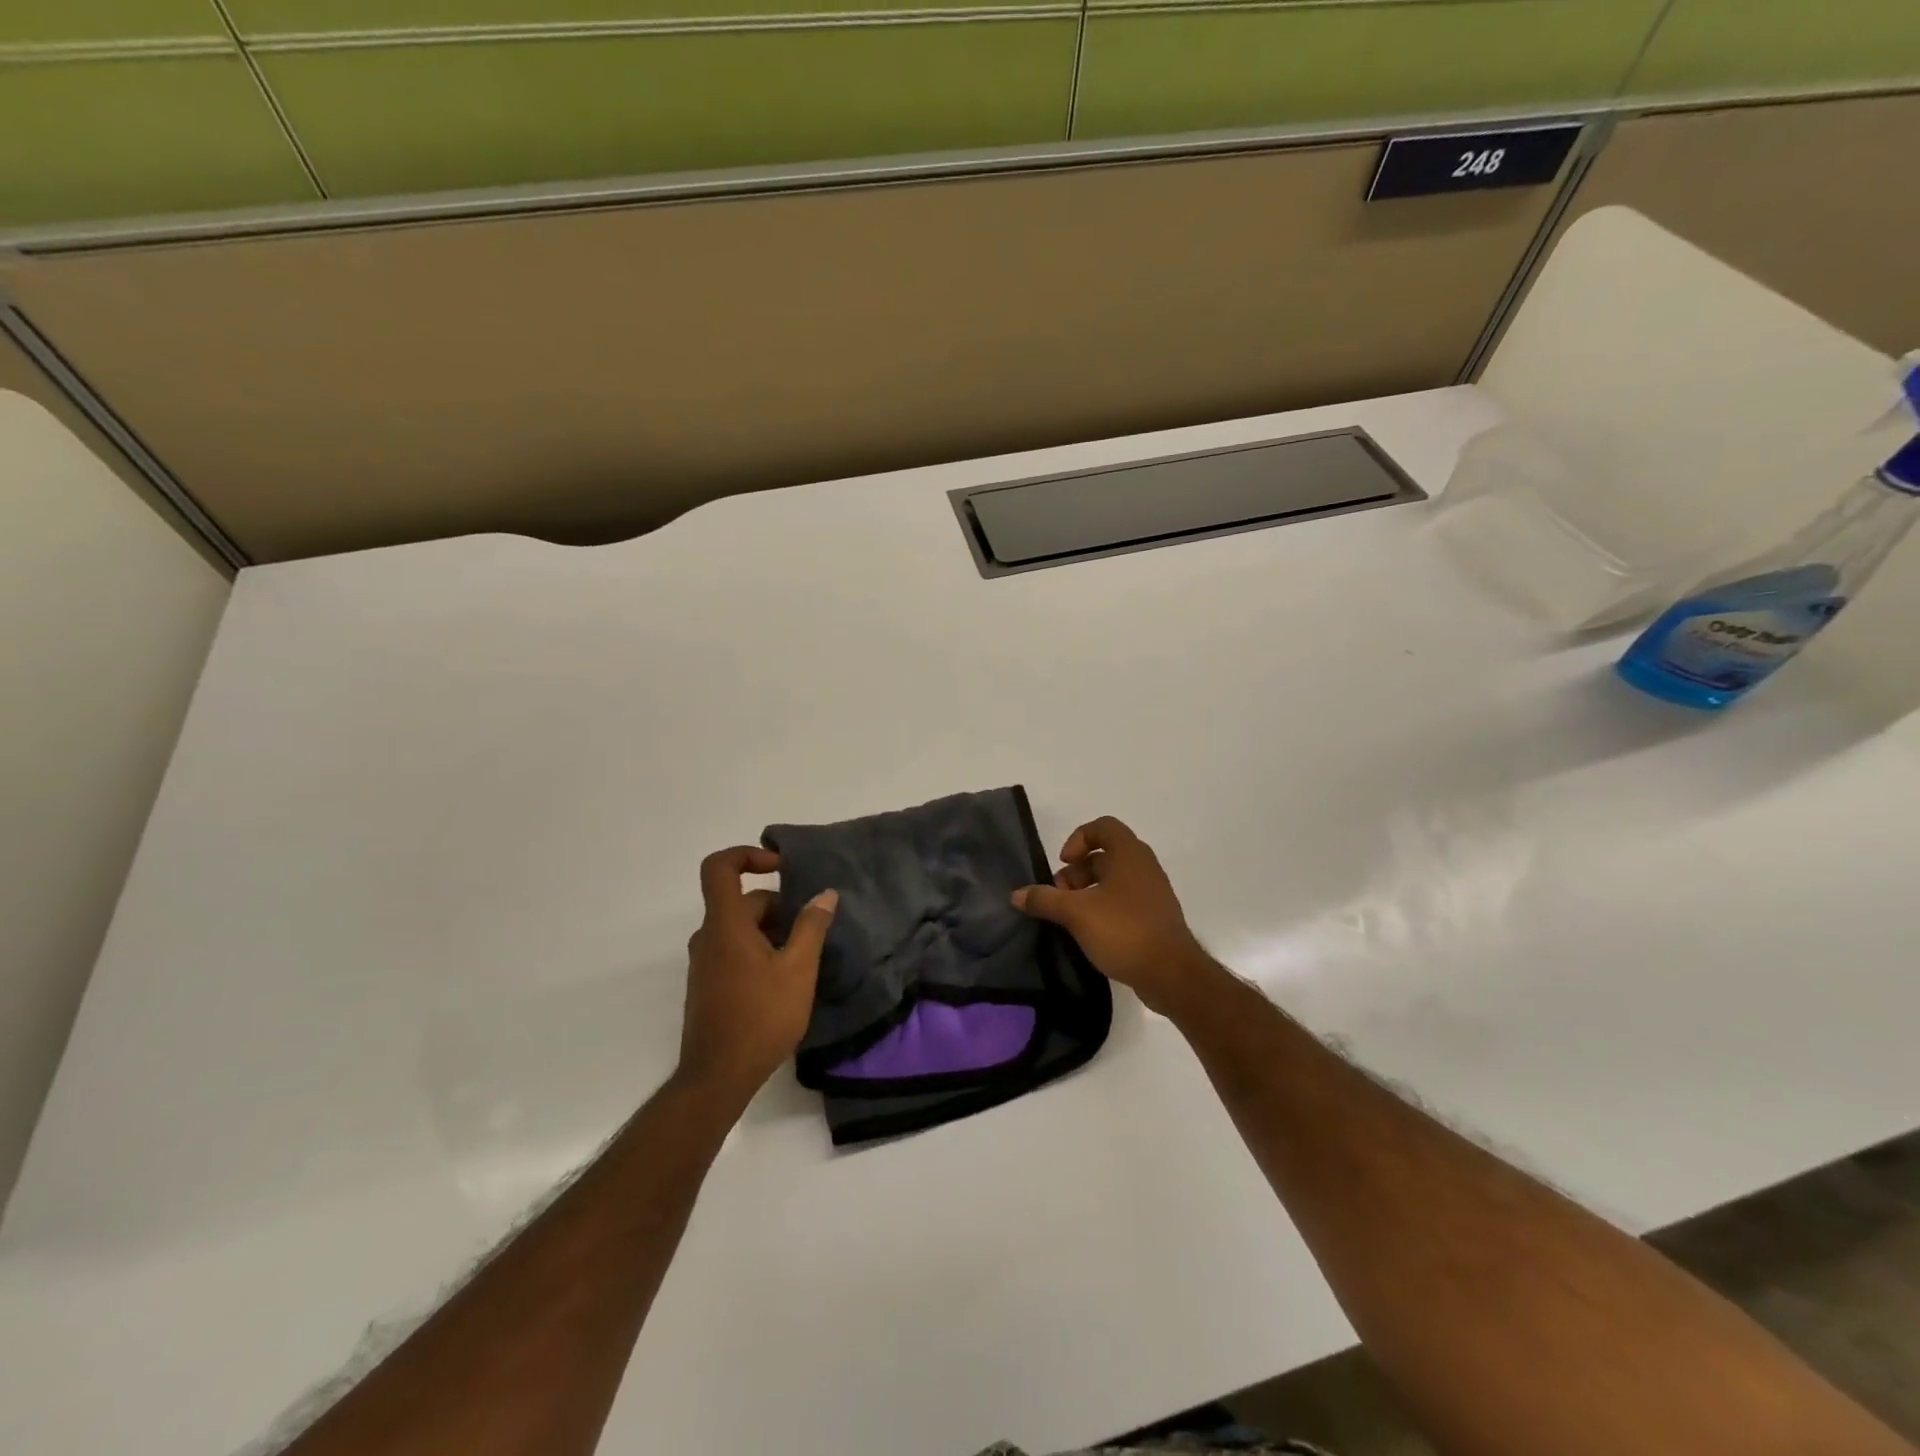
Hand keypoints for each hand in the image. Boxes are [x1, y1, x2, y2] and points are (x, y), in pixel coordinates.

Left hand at [677, 846, 837, 1103]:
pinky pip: (734, 950)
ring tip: (803, 959)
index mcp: (726, 925)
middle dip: (778, 907)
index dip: (747, 855)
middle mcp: (708, 937)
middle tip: (811, 931)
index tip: (780, 867)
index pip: (719, 868)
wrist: (717, 1078)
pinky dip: (759, 950)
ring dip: (772, 932)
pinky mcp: (707, 985)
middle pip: (741, 902)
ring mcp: (704, 963)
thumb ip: (811, 927)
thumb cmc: (760, 1017)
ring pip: (740, 928)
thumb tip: (825, 894)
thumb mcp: (798, 969)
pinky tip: (784, 980)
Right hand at [1012, 816, 1213, 1016]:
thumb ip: (1045, 900)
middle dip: (1076, 872)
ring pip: (1113, 880)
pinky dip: (1103, 908)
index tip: (1064, 863)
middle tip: (1060, 897)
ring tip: (1070, 918)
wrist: (1171, 974)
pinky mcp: (1155, 917)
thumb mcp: (1076, 913)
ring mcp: (1152, 893)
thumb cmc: (1124, 930)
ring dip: (1087, 892)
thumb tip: (1017, 894)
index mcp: (1129, 854)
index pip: (1103, 826)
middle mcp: (1144, 866)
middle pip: (1104, 855)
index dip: (1078, 838)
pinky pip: (1124, 901)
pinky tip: (1089, 933)